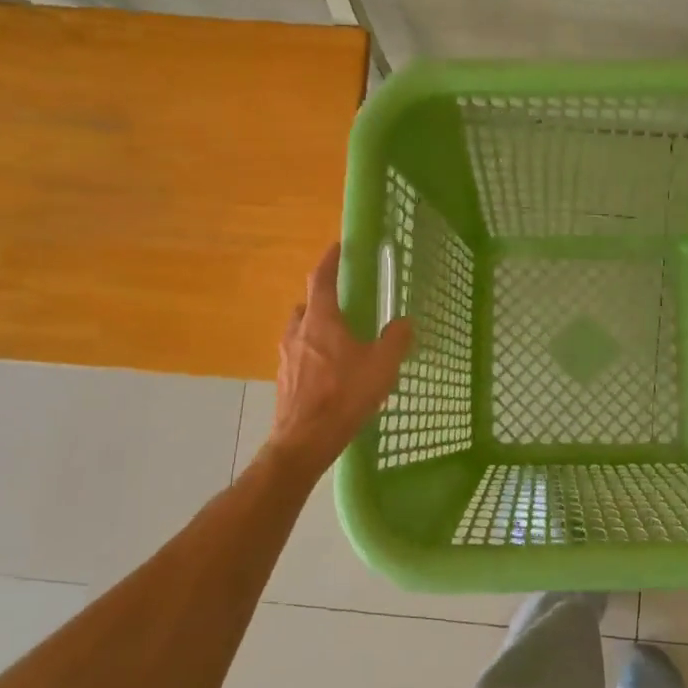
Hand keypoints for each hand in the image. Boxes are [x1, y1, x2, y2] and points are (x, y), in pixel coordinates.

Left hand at [269, 244, 413, 468]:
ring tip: (338, 341)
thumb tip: (403, 322)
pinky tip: (330, 373)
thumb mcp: (382, 365)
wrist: (305, 440)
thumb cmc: (344, 395)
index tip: (337, 247)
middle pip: (306, 305)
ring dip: (315, 329)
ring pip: (300, 332)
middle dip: (322, 300)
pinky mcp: (284, 380)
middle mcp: (298, 332)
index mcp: (321, 320)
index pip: (320, 279)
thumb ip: (395, 340)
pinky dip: (312, 355)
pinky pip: (298, 356)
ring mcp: (286, 358)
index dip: (329, 261)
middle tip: (343, 304)